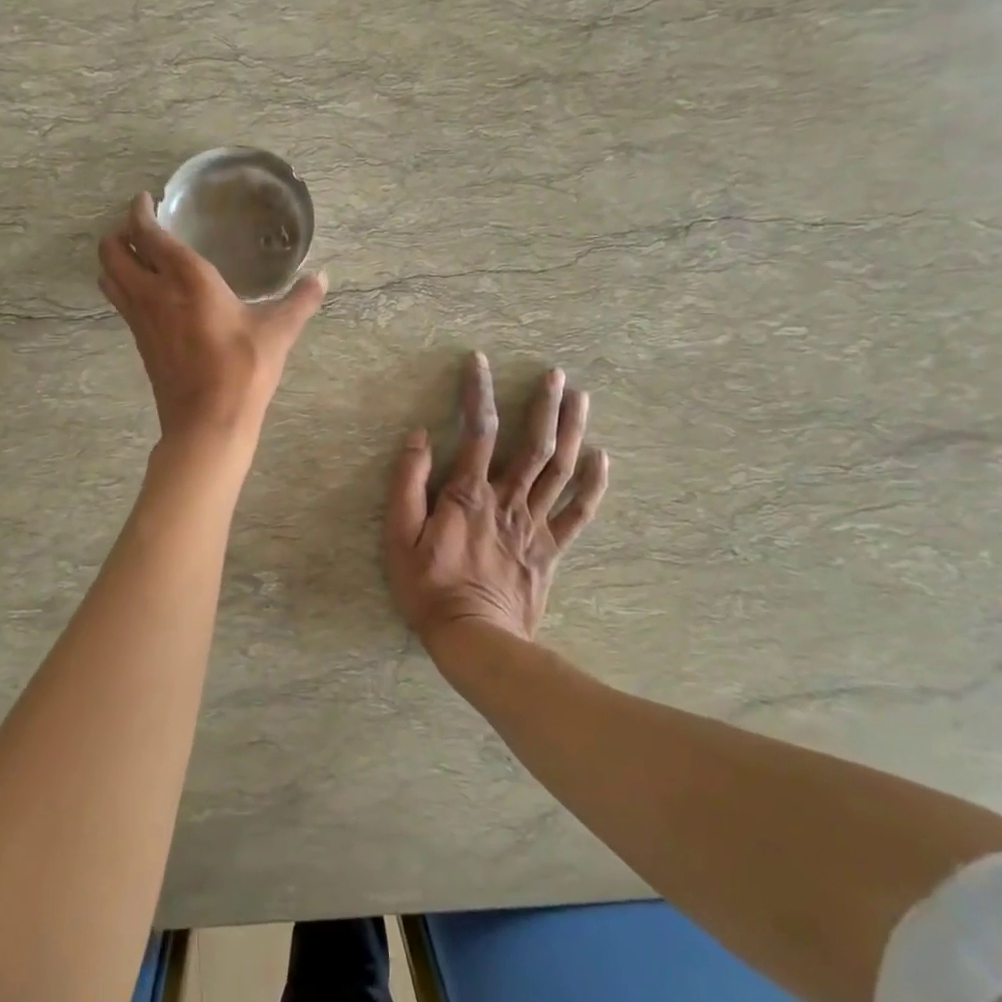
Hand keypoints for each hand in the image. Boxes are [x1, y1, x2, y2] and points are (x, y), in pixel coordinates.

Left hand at [99, 193, 326, 444]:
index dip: (139, 211)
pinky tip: (148, 293)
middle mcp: (154, 292)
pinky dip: (122, 285)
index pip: (148, 233)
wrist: (208, 422)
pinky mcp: (139, 342)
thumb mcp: (278, 332)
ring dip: (114, 259)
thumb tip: (322, 277)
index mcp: (187, 279)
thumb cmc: (243, 370)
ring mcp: (140, 319)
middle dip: (119, 232)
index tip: (146, 200)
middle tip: (140, 227)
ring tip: (138, 254)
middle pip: (112, 251)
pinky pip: (119, 301)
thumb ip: (300, 300)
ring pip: (108, 276)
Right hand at [386, 352, 608, 649]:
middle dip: (544, 405)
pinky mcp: (549, 549)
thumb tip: (418, 437)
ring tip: (581, 399)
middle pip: (533, 444)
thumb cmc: (428, 588)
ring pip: (560, 470)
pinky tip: (602, 458)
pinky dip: (593, 485)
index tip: (479, 361)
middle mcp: (507, 500)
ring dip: (572, 431)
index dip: (478, 392)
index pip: (477, 430)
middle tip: (557, 375)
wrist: (475, 640)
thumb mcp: (399, 536)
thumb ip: (407, 484)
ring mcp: (534, 524)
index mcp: (468, 494)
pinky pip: (577, 513)